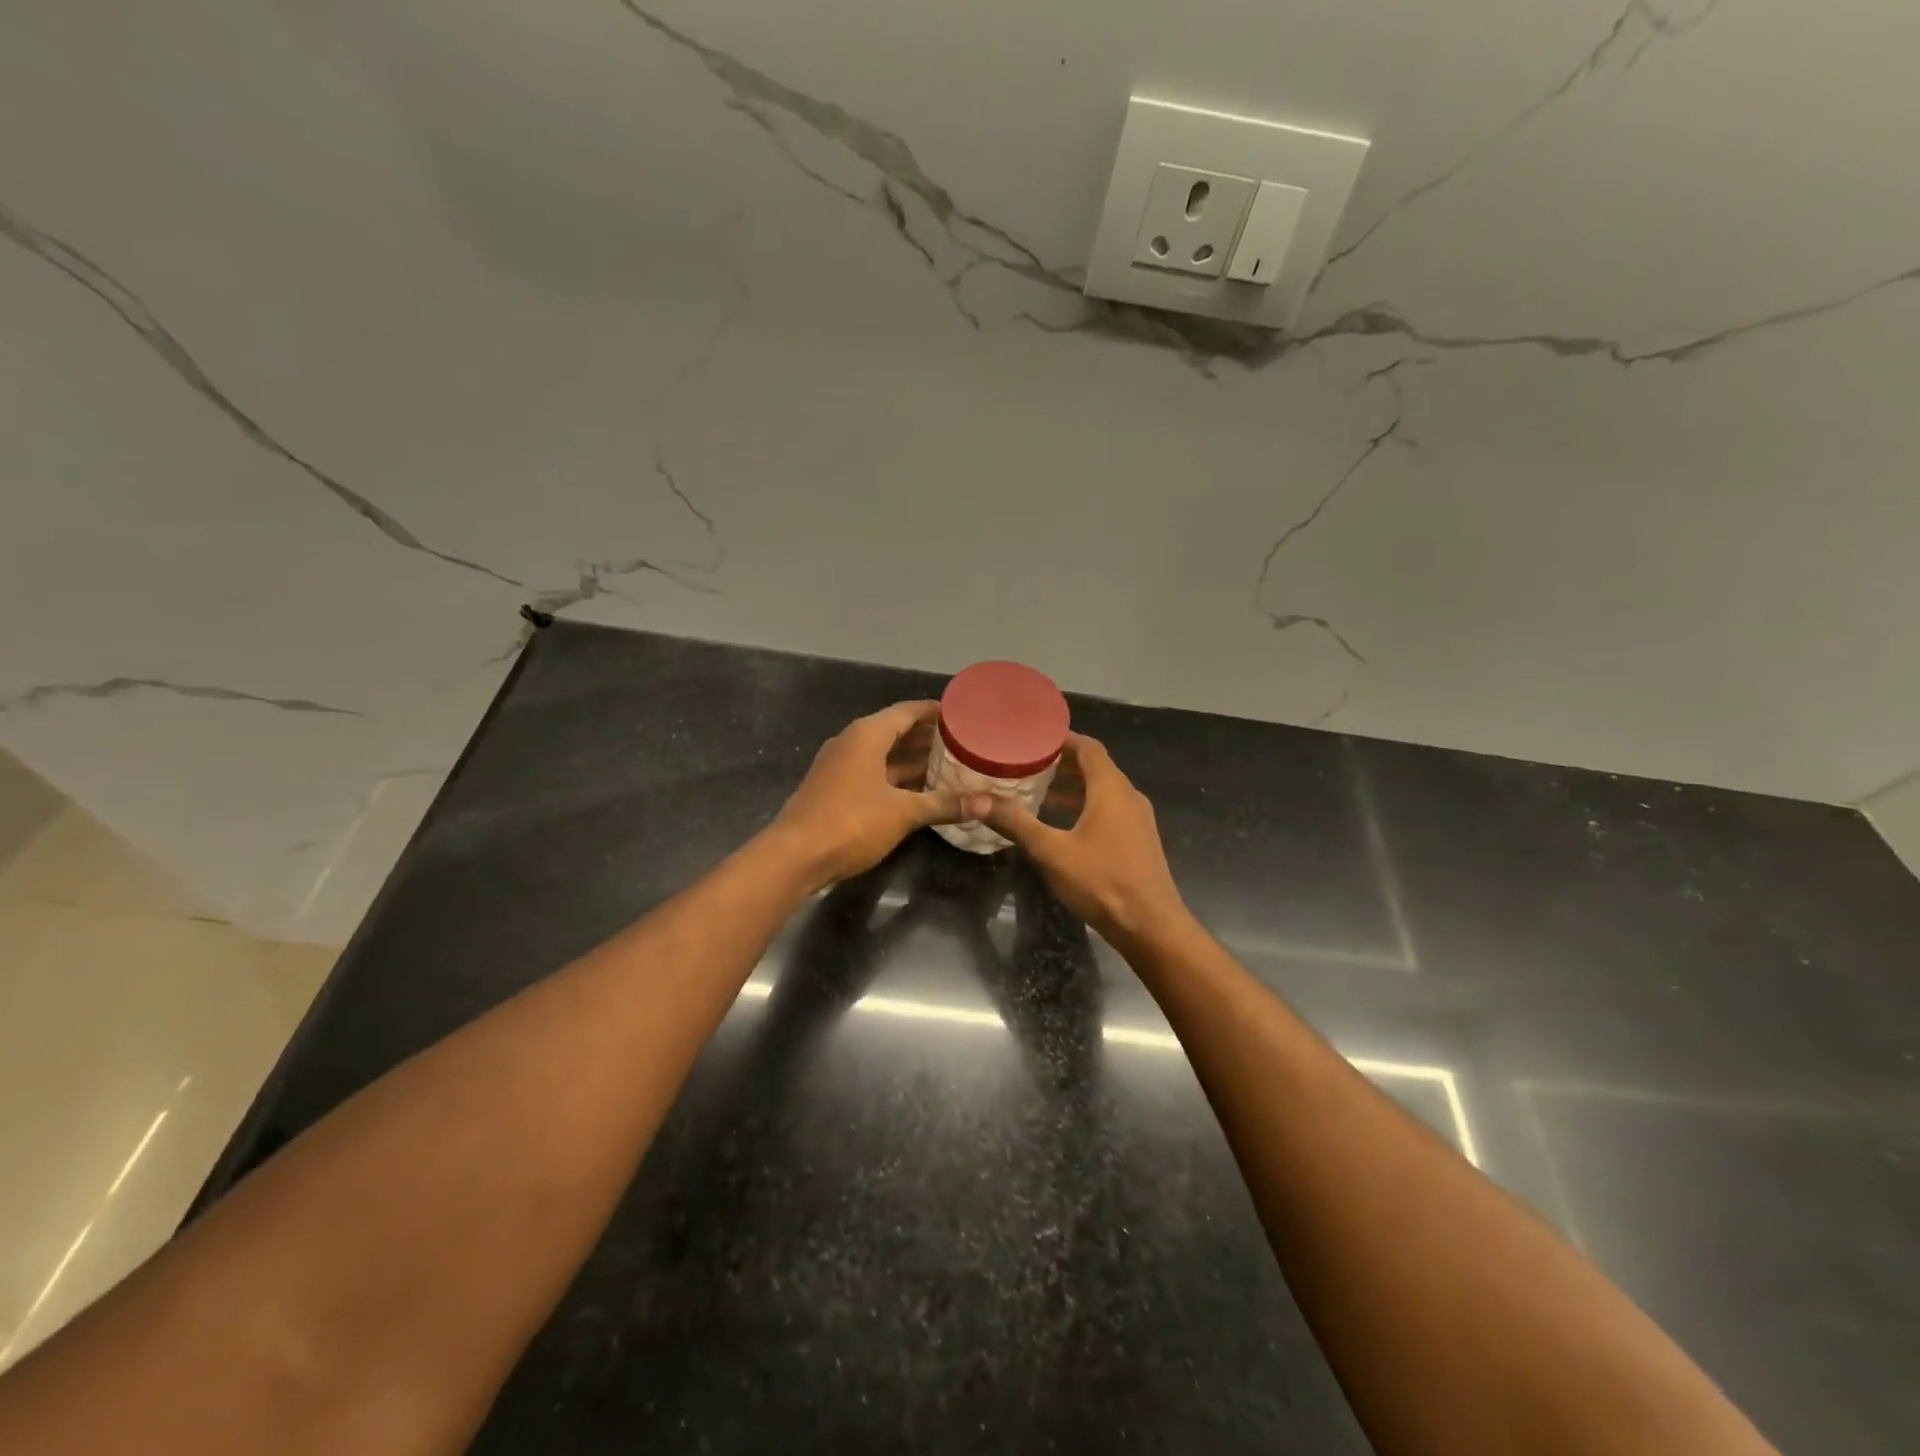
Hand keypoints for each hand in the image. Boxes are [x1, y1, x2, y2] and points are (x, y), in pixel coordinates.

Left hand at [771, 701, 993, 890]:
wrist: (794, 857)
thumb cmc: (850, 822)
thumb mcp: (903, 812)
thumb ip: (944, 804)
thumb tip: (987, 803)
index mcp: (867, 734)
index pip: (908, 711)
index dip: (936, 712)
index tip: (965, 716)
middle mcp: (852, 742)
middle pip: (896, 730)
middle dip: (928, 737)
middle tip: (964, 743)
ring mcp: (841, 766)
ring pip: (884, 754)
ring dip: (913, 759)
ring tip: (950, 765)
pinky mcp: (836, 789)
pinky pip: (874, 773)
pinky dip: (897, 777)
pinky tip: (921, 791)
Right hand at [983, 733, 1188, 951]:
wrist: (1151, 927)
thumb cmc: (1102, 882)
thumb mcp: (1051, 851)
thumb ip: (1016, 823)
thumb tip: (976, 800)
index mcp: (1111, 789)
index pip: (1088, 748)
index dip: (1062, 738)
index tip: (1033, 736)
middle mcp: (1128, 797)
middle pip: (1096, 767)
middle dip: (1062, 762)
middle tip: (1026, 762)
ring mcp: (1137, 820)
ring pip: (1103, 790)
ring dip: (1073, 786)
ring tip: (1038, 789)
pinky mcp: (1138, 841)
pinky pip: (1109, 810)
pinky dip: (1085, 806)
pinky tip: (1062, 823)